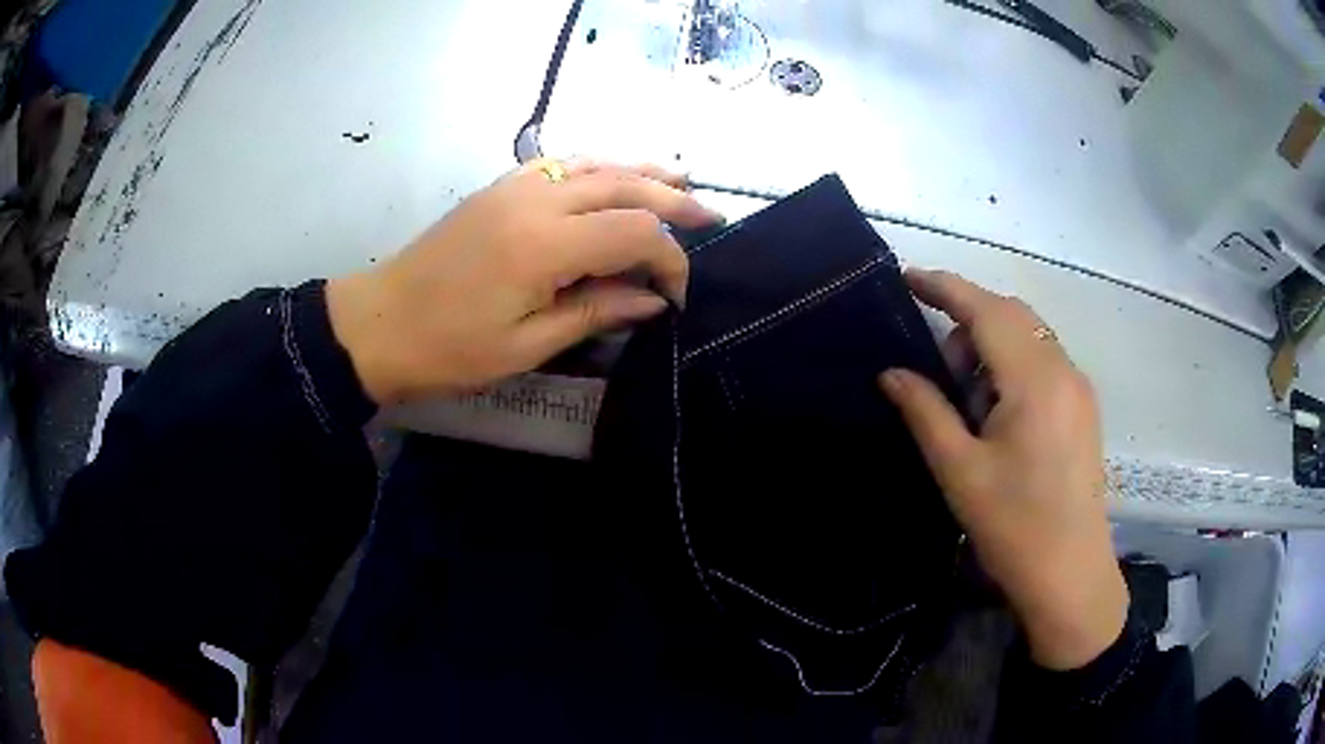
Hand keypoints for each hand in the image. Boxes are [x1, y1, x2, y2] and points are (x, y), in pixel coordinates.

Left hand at [326, 160, 722, 403]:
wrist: (380, 322)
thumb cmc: (450, 348)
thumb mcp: (527, 346)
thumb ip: (595, 311)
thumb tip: (652, 299)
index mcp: (545, 245)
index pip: (634, 233)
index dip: (669, 261)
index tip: (676, 296)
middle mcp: (537, 200)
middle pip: (625, 186)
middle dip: (673, 202)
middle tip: (711, 216)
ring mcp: (516, 186)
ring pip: (597, 163)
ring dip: (643, 170)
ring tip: (681, 179)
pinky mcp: (500, 187)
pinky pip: (563, 162)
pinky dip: (600, 164)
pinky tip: (616, 173)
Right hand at [879, 269, 1126, 670]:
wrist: (1071, 576)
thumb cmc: (1014, 527)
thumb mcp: (960, 471)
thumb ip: (926, 411)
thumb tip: (892, 372)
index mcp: (1035, 380)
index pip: (986, 310)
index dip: (945, 286)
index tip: (907, 277)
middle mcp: (1064, 370)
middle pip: (1012, 315)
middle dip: (968, 321)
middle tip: (938, 368)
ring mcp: (1079, 388)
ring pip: (1030, 336)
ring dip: (992, 346)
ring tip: (968, 401)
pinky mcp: (1084, 408)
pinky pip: (1044, 361)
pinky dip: (1013, 366)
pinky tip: (998, 412)